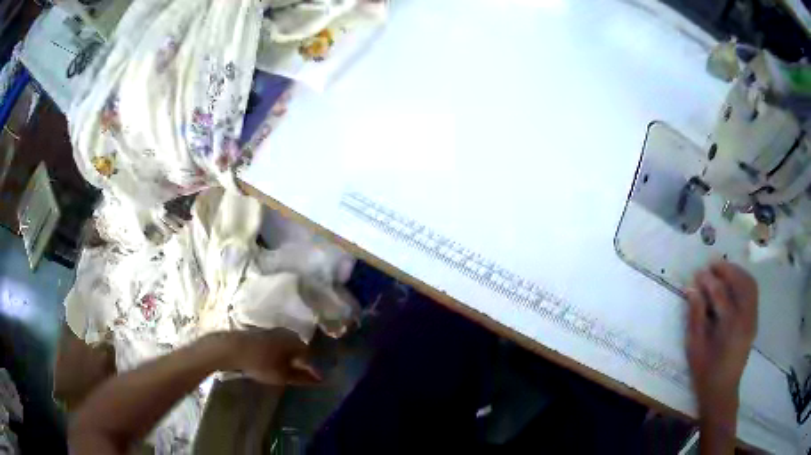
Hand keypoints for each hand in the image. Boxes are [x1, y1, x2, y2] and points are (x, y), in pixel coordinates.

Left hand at [212, 329, 321, 385]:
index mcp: (296, 341)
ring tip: (286, 371)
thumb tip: (318, 380)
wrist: (233, 348)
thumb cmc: (261, 363)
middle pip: (299, 349)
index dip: (312, 369)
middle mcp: (288, 332)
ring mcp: (274, 331)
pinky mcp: (262, 333)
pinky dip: (279, 354)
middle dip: (301, 362)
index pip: (310, 356)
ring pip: (287, 346)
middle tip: (300, 376)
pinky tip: (274, 362)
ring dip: (289, 357)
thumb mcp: (283, 375)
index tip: (313, 380)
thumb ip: (302, 378)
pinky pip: (277, 344)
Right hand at [685, 262, 757, 419]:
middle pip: (740, 282)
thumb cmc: (705, 372)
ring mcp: (752, 318)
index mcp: (730, 326)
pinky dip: (744, 281)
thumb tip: (691, 289)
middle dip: (726, 269)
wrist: (722, 392)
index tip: (697, 273)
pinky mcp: (754, 320)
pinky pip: (752, 292)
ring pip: (749, 284)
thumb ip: (695, 316)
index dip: (708, 280)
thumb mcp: (695, 347)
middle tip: (711, 265)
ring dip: (737, 273)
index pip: (720, 293)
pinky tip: (734, 283)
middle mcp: (745, 317)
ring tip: (723, 270)